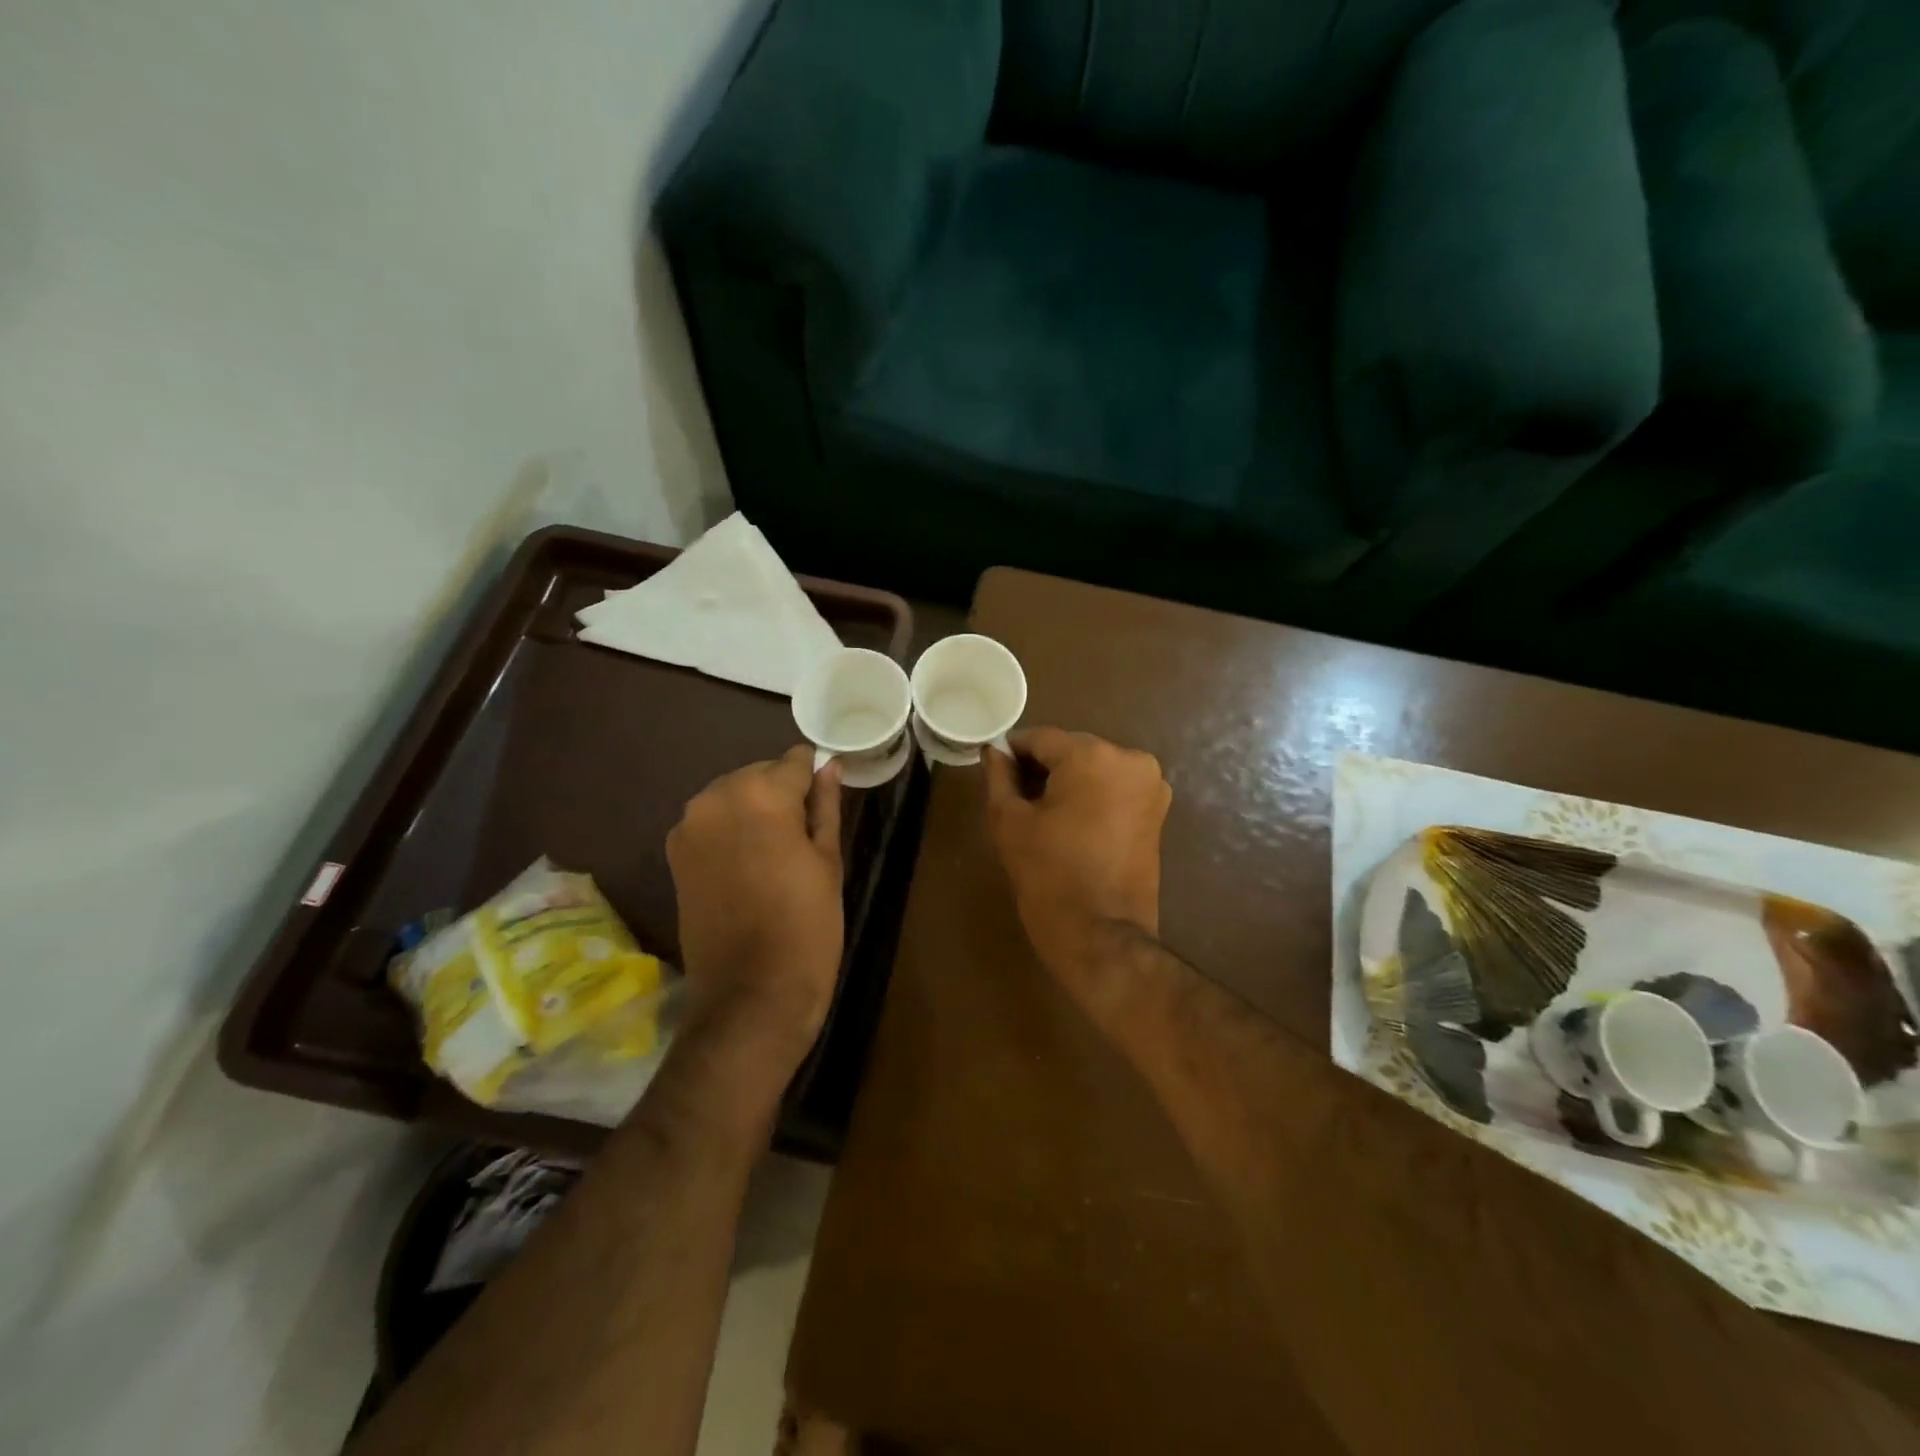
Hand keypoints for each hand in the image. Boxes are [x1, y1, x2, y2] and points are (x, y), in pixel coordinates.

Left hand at [666, 746, 844, 1057]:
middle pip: (759, 774)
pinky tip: (748, 866)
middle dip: (782, 793)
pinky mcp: (675, 854)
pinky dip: (730, 831)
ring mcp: (689, 826)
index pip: (795, 761)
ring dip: (754, 811)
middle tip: (804, 834)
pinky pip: (711, 823)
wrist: (751, 993)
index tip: (826, 799)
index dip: (814, 777)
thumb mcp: (827, 861)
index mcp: (761, 794)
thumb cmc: (806, 925)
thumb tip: (828, 766)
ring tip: (776, 853)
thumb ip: (826, 806)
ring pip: (732, 796)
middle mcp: (716, 798)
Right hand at [984, 728, 1171, 999]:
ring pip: (1094, 768)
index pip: (1040, 738)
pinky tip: (1072, 824)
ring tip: (1044, 816)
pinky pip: (1115, 788)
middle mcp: (1130, 759)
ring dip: (1068, 782)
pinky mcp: (1158, 811)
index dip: (1012, 752)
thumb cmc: (1048, 874)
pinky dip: (1092, 796)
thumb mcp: (1009, 821)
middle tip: (1016, 798)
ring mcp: (1151, 785)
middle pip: (1071, 750)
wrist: (1101, 935)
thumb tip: (995, 751)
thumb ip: (999, 776)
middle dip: (1043, 768)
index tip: (995, 771)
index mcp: (1092, 756)